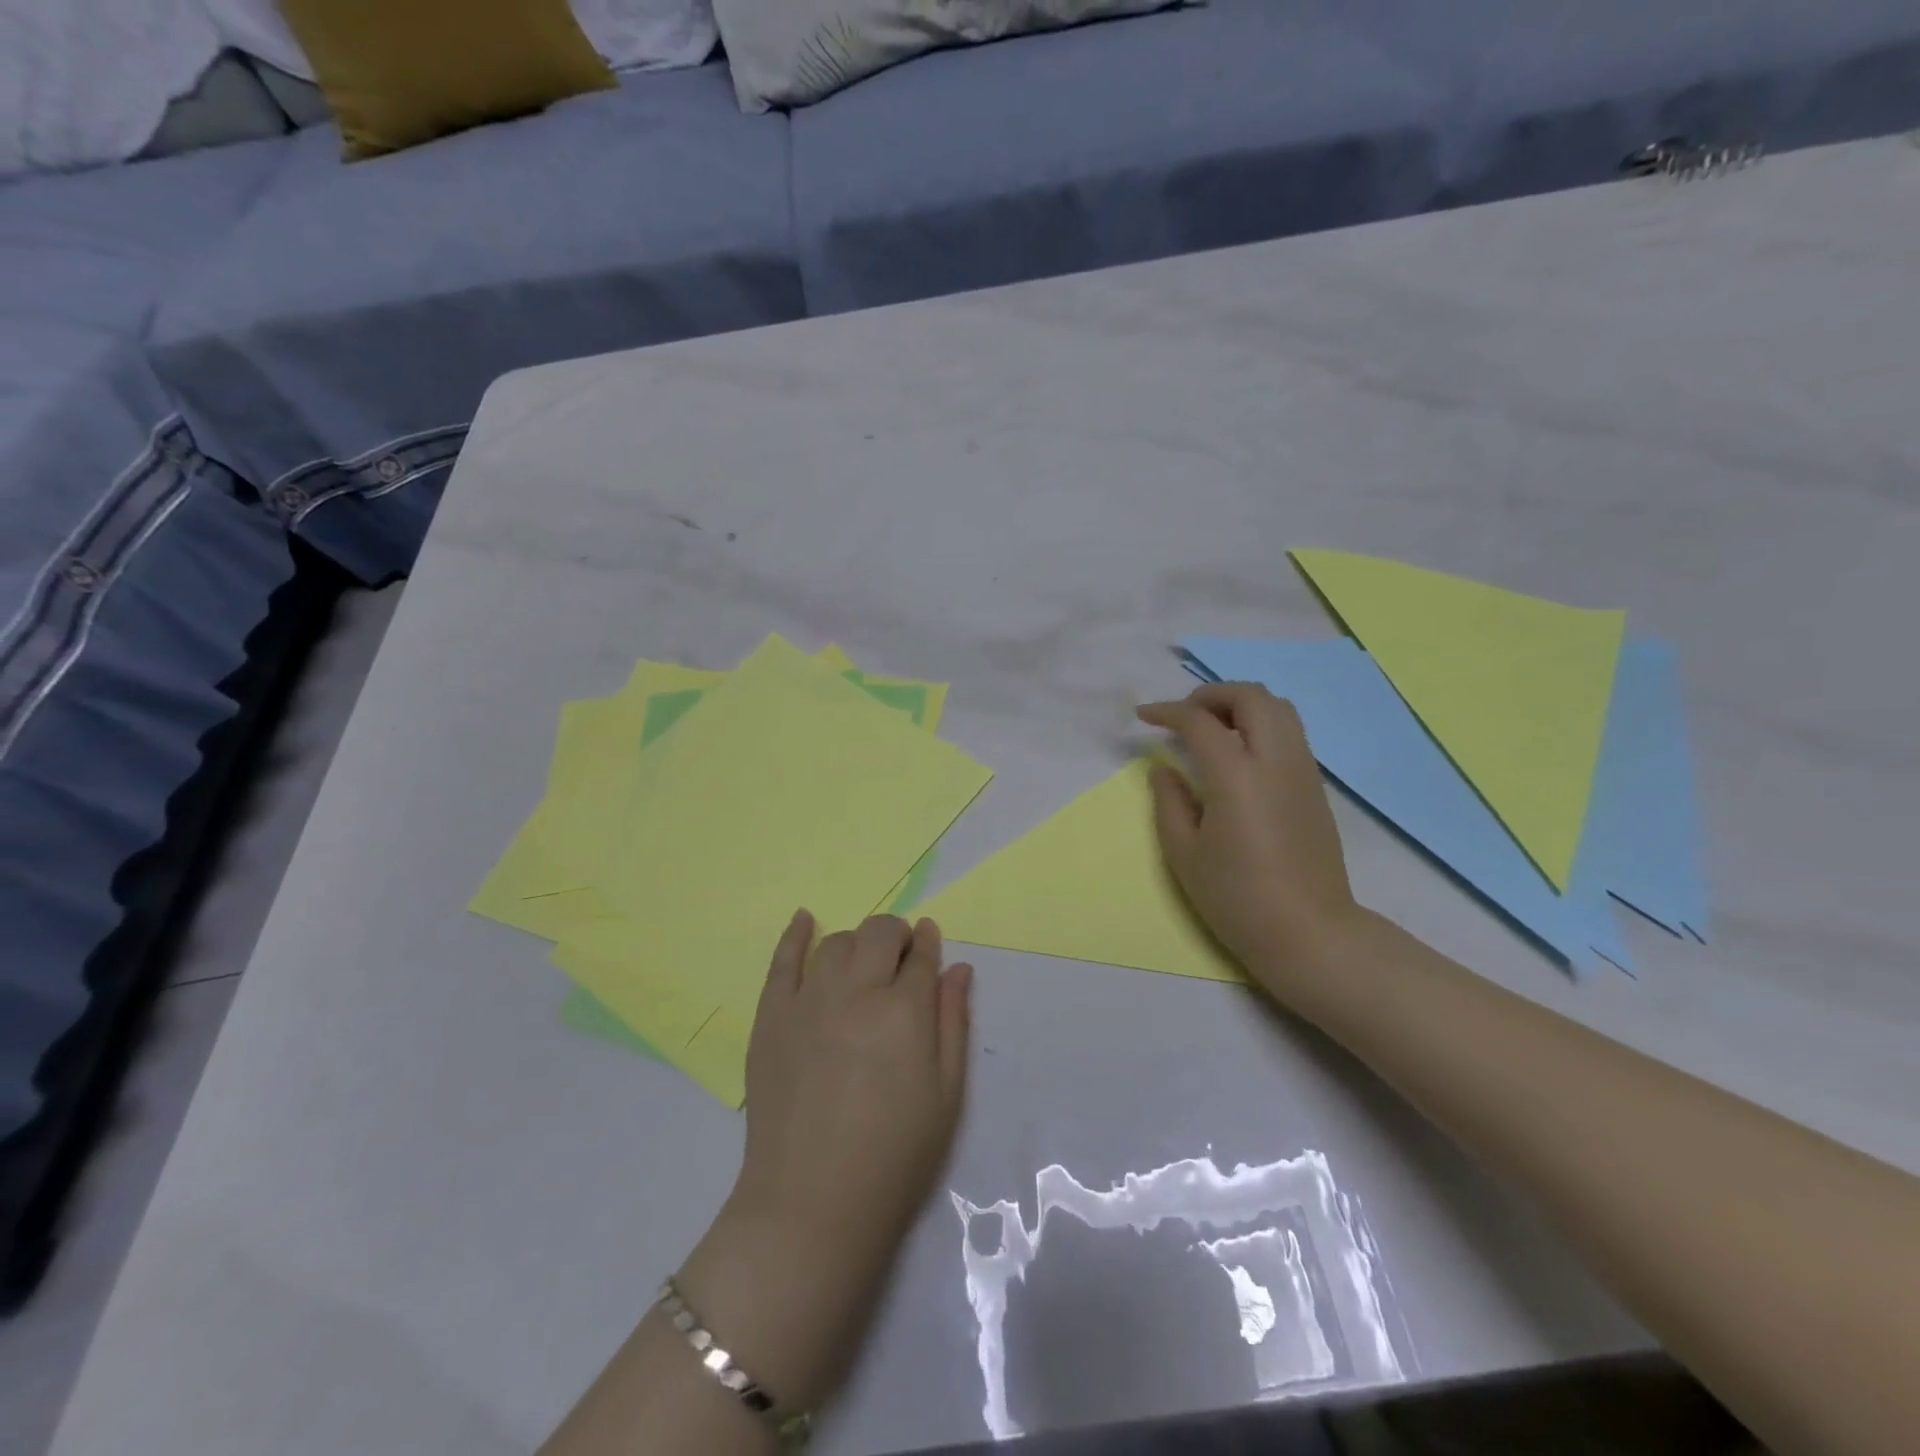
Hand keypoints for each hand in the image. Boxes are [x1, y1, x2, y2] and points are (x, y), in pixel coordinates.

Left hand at [734, 911, 971, 1264]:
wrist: (812, 1203)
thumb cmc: (895, 1154)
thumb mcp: (946, 1093)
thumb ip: (953, 1022)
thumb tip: (957, 967)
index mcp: (904, 1011)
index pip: (920, 955)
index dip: (927, 945)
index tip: (929, 942)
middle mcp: (856, 991)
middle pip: (878, 934)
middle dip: (895, 936)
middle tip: (898, 961)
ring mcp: (808, 1000)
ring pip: (836, 943)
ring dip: (856, 944)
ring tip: (861, 967)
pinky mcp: (771, 1016)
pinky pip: (783, 961)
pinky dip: (796, 935)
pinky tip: (805, 920)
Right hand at [1137, 682, 1359, 1000]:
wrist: (1309, 932)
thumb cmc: (1236, 897)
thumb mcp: (1184, 853)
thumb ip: (1169, 801)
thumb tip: (1164, 767)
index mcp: (1236, 776)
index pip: (1200, 721)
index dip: (1167, 712)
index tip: (1144, 717)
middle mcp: (1275, 760)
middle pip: (1250, 697)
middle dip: (1212, 694)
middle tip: (1184, 715)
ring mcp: (1302, 770)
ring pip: (1279, 708)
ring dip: (1241, 704)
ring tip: (1212, 728)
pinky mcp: (1315, 786)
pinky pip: (1290, 732)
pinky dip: (1261, 724)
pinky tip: (1240, 754)